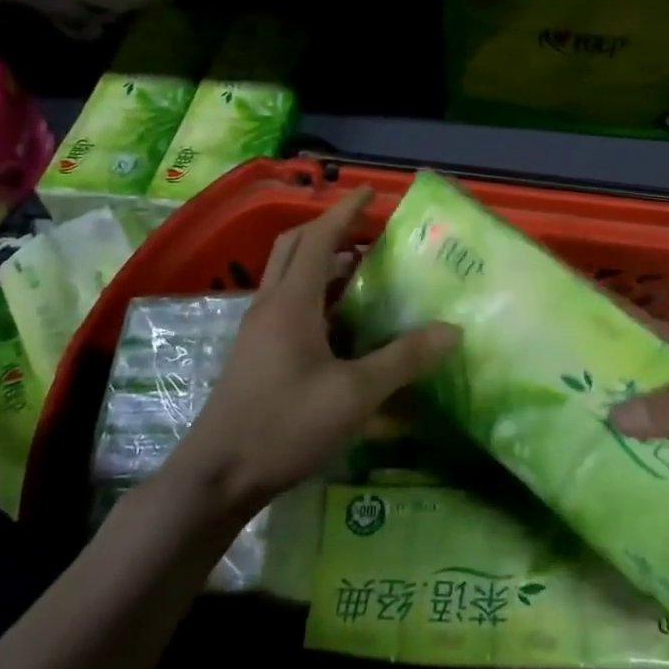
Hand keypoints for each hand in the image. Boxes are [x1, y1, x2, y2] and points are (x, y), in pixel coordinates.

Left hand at [167, 187, 458, 512]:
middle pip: (296, 246)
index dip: (345, 211)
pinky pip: (288, 304)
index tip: (370, 192)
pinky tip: (343, 324)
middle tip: (369, 232)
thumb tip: (451, 331)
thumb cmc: (284, 425)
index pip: (319, 237)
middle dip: (331, 229)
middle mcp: (271, 305)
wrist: (216, 476)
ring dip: (324, 262)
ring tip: (365, 272)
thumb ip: (403, 359)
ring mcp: (259, 329)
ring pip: (290, 276)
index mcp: (292, 302)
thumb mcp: (354, 395)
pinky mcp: (257, 353)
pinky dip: (316, 294)